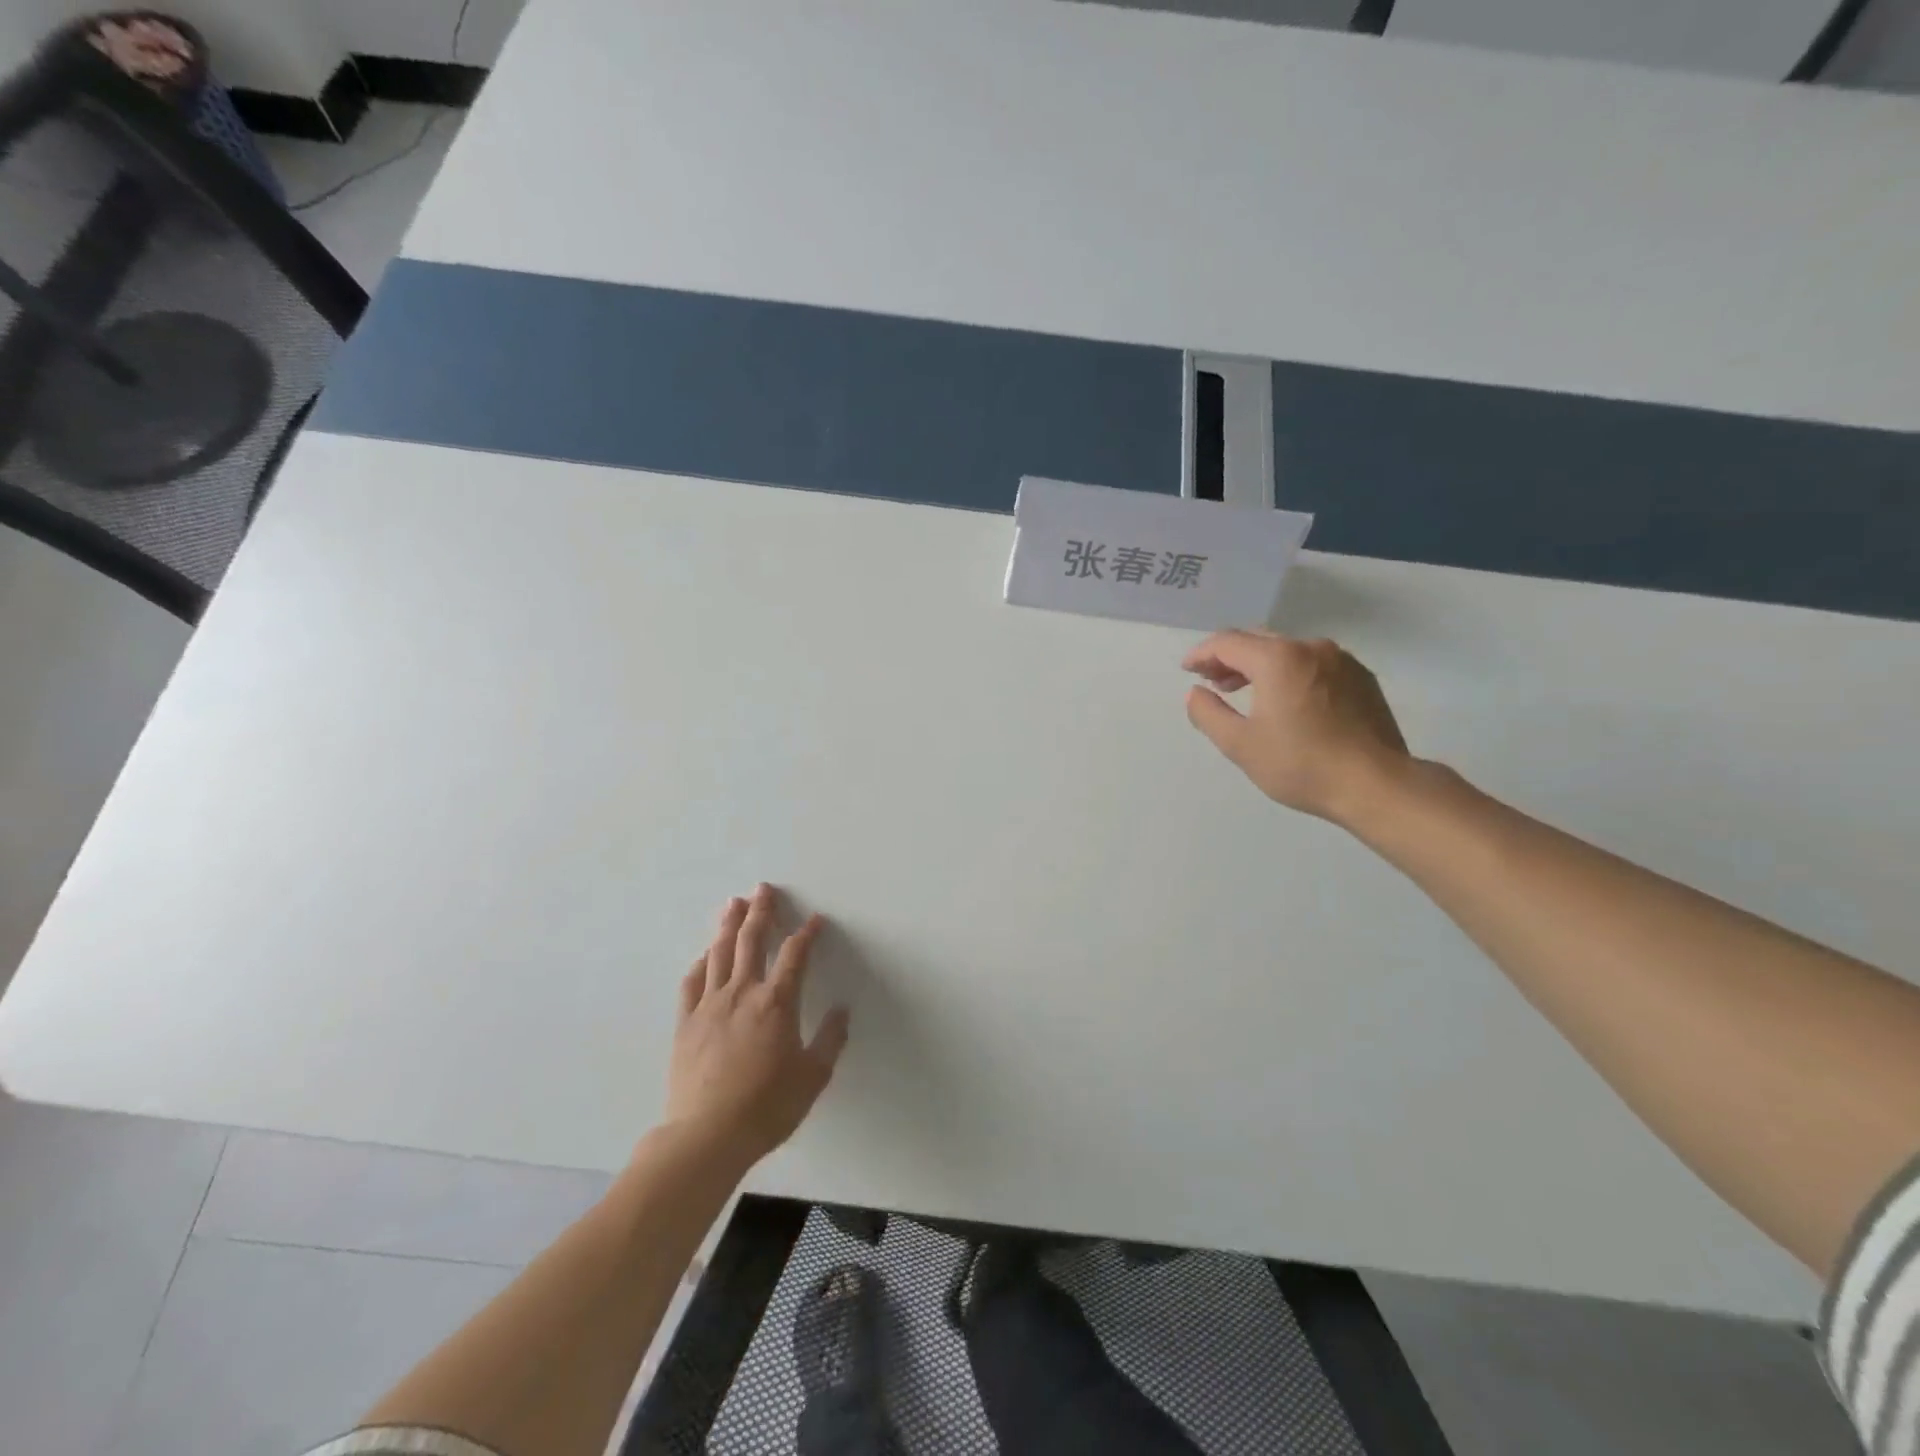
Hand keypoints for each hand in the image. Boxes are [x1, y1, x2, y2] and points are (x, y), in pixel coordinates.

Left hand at [665, 885, 850, 1168]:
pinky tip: (703, 956)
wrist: (707, 1136)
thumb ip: (830, 1040)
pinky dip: (700, 964)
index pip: (795, 955)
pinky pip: (692, 983)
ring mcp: (710, 1005)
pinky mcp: (686, 1023)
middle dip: (761, 912)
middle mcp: (743, 993)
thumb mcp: (813, 1077)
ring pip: (719, 954)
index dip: (807, 933)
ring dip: (728, 925)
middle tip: (763, 889)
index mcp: (777, 1002)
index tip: (815, 920)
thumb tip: (842, 1011)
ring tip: (733, 904)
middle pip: (751, 940)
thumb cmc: (767, 1107)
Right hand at [1183, 631, 1410, 826]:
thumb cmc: (1301, 765)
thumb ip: (1208, 713)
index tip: (1187, 670)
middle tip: (1211, 680)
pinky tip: (1287, 699)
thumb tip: (1195, 693)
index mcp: (1278, 659)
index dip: (1201, 654)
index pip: (1227, 642)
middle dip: (1229, 656)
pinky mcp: (1361, 677)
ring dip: (1260, 664)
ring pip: (1288, 650)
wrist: (1377, 785)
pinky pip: (1314, 663)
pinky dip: (1290, 672)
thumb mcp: (1240, 745)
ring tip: (1245, 690)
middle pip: (1258, 639)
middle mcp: (1310, 647)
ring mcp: (1341, 660)